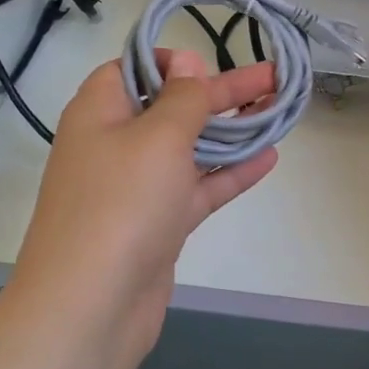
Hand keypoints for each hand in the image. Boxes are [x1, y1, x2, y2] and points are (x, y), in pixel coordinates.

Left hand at [13, 48, 278, 357]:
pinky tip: (268, 157)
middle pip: (172, 106)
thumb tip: (187, 62)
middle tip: (272, 76)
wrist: (90, 306)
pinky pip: (197, 187)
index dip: (170, 61)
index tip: (208, 62)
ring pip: (189, 148)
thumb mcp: (158, 137)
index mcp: (100, 111)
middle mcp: (115, 144)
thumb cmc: (121, 204)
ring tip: (278, 110)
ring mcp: (137, 187)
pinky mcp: (158, 223)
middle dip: (222, 91)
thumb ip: (182, 97)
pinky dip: (229, 172)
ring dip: (231, 130)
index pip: (132, 69)